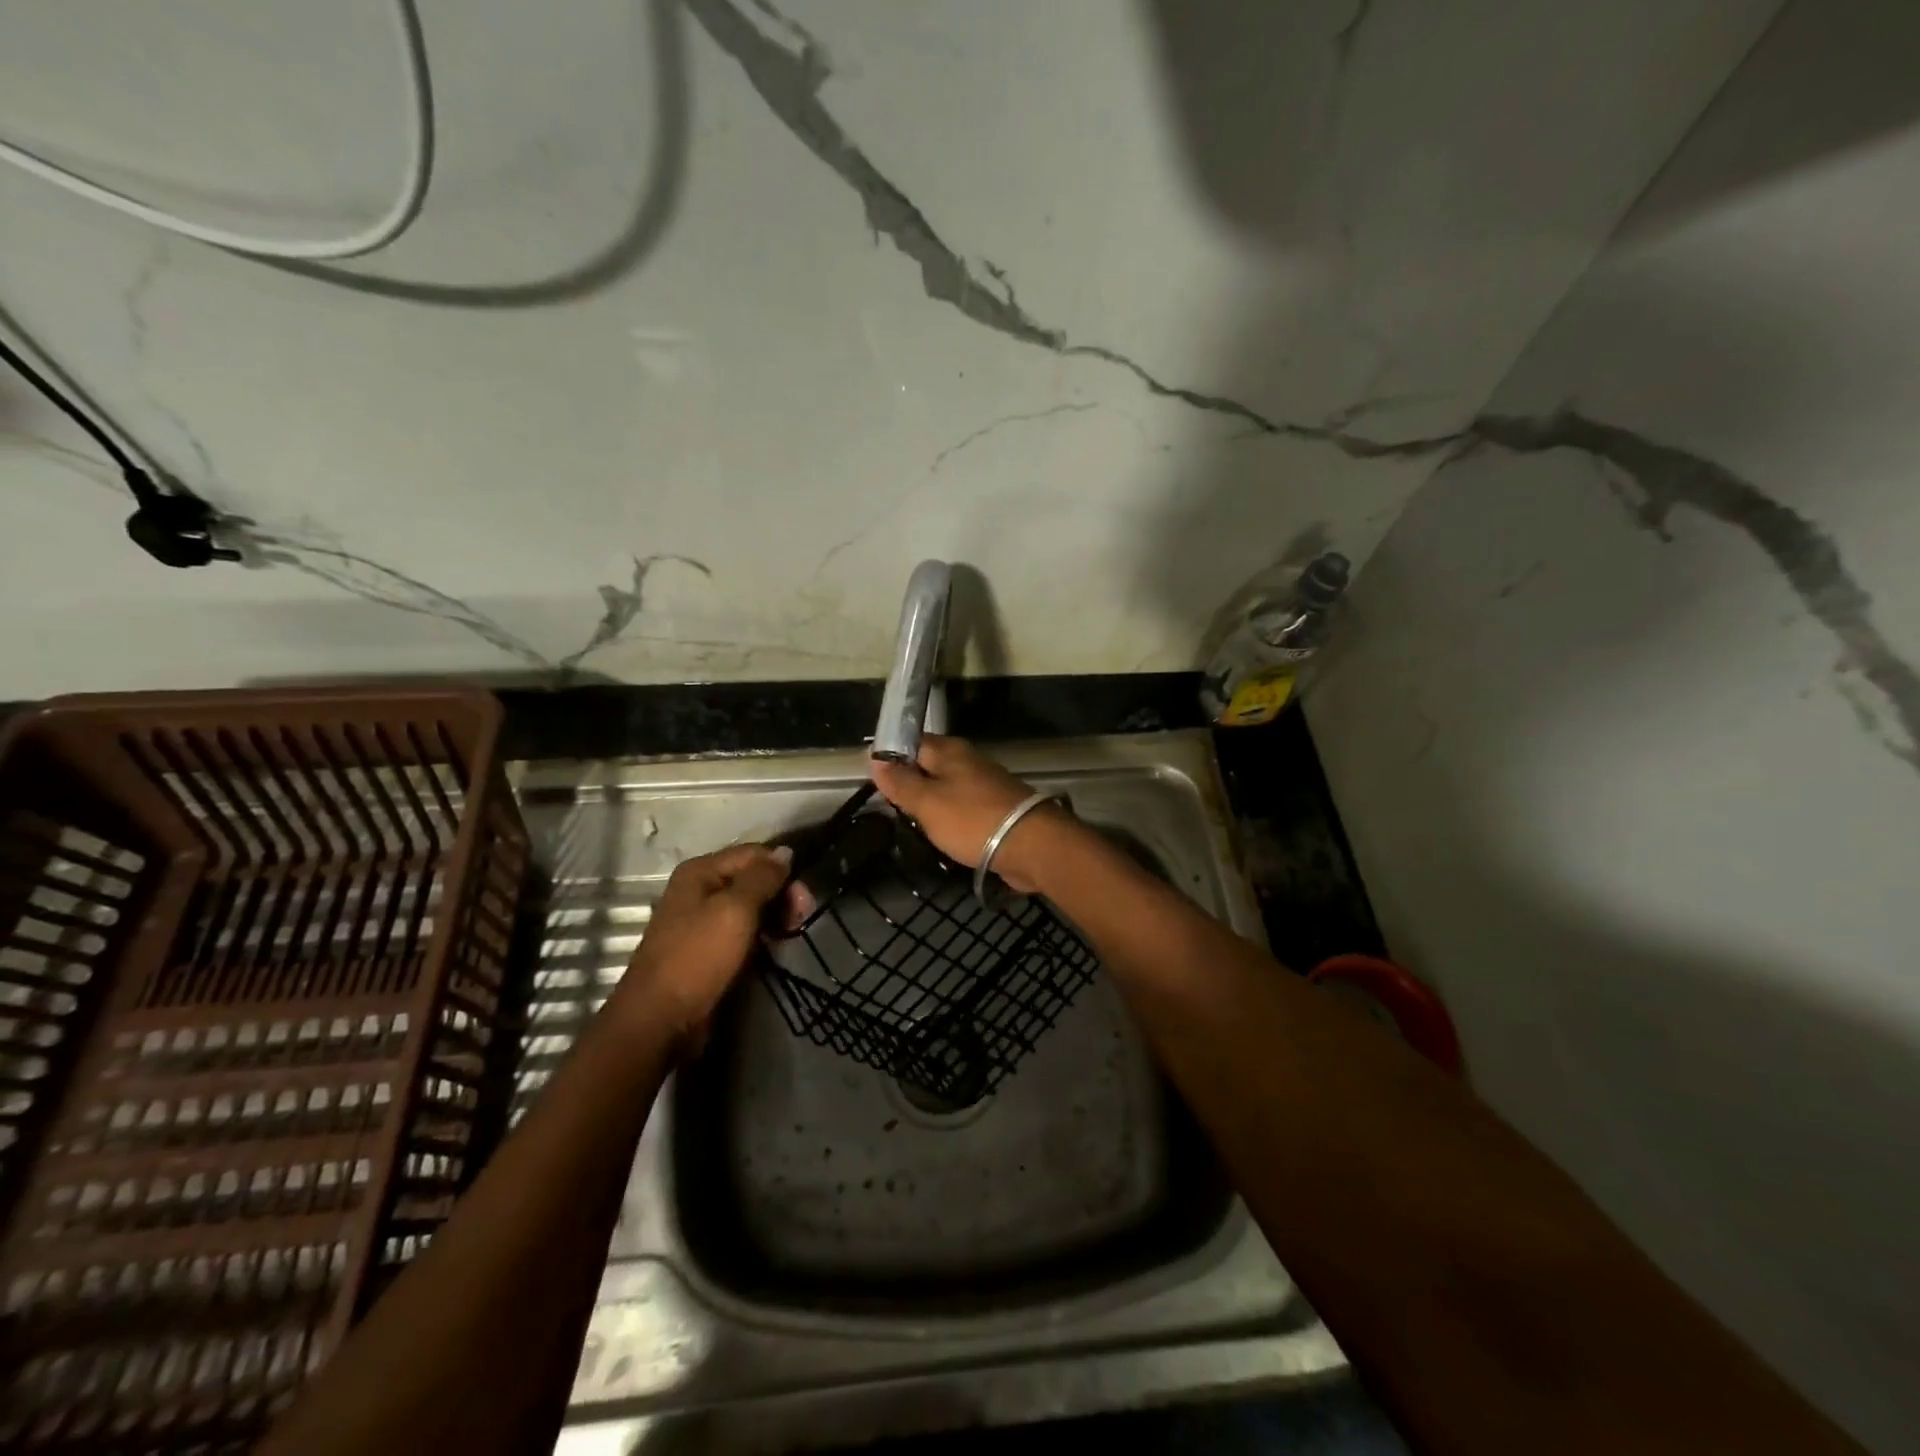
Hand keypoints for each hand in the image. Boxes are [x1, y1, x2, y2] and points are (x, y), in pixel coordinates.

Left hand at [613, 843, 792, 1050]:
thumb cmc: (698, 957)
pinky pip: (742, 930)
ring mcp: (701, 920)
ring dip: (774, 915)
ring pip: (749, 906)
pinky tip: (774, 945)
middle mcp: (699, 890)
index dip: (782, 869)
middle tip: (802, 917)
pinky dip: (761, 933)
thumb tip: (786, 852)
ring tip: (791, 932)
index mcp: (700, 872)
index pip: (753, 854)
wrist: (660, 1020)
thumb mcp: (735, 910)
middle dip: (780, 893)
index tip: (805, 896)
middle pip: (752, 878)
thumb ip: (762, 877)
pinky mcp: (707, 948)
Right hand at [869, 734, 1070, 893]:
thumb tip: (875, 760)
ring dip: (929, 800)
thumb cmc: (972, 820)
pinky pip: (962, 806)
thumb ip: (901, 783)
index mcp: (949, 751)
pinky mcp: (995, 807)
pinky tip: (940, 831)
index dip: (889, 757)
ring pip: (946, 786)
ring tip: (909, 820)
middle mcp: (967, 760)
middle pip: (929, 764)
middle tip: (887, 803)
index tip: (871, 777)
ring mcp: (984, 783)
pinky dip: (948, 815)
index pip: (910, 742)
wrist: (1031, 845)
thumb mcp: (927, 803)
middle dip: (908, 780)